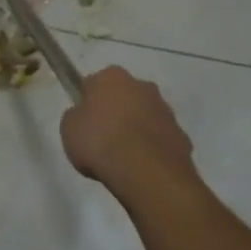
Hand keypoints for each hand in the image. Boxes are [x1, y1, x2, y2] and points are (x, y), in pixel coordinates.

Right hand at [60, 66, 199, 196]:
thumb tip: (84, 116)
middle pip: (123, 96)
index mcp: (112, 77)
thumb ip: (76, 116)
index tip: (83, 121)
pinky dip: (152, 149)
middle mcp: (142, 85)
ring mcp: (165, 110)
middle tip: (102, 138)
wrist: (146, 173)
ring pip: (144, 116)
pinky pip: (160, 139)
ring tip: (123, 158)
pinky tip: (141, 168)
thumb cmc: (100, 143)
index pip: (93, 83)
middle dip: (116, 112)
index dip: (87, 102)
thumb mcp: (69, 128)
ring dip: (136, 129)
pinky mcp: (181, 135)